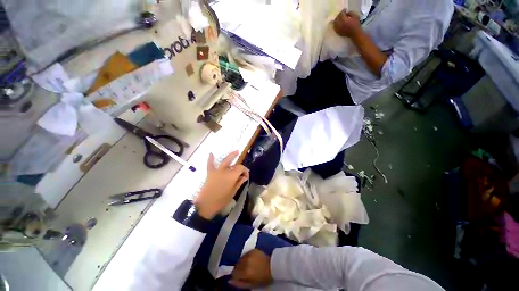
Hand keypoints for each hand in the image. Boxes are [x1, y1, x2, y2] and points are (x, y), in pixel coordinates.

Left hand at [194, 151, 248, 218]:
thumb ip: (239, 182)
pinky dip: (211, 159)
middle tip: (241, 156)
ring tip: (236, 151)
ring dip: (230, 156)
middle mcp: (225, 170)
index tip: (246, 176)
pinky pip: (210, 164)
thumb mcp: (233, 192)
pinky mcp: (210, 173)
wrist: (205, 205)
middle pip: (234, 163)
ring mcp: (217, 171)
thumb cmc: (221, 200)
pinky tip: (211, 153)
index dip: (245, 170)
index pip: (241, 168)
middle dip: (238, 160)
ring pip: (225, 161)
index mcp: (232, 175)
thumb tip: (244, 176)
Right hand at [230, 249, 272, 288]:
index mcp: (245, 271)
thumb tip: (230, 281)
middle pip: (236, 265)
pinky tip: (250, 261)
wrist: (273, 266)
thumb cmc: (262, 278)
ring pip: (240, 259)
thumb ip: (239, 284)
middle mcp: (245, 261)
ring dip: (241, 263)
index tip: (239, 277)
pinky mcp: (253, 250)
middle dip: (238, 269)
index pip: (234, 273)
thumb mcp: (251, 285)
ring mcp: (249, 254)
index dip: (236, 276)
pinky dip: (246, 258)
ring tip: (247, 266)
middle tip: (243, 272)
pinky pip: (245, 254)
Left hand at [333, 10, 361, 38]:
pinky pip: (335, 28)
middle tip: (342, 14)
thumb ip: (350, 13)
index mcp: (344, 20)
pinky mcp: (338, 32)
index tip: (345, 10)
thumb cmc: (356, 24)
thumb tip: (347, 12)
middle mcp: (339, 24)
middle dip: (339, 15)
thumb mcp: (355, 16)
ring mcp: (338, 29)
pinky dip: (336, 25)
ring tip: (339, 19)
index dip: (343, 11)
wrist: (354, 33)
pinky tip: (338, 24)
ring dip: (336, 20)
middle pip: (337, 18)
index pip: (341, 14)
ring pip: (334, 23)